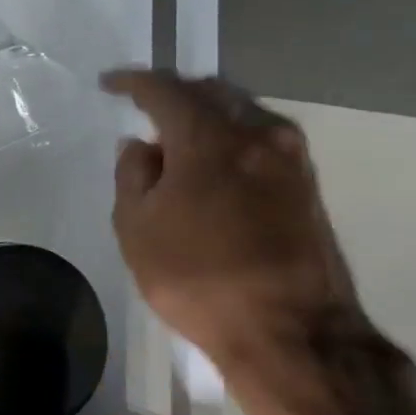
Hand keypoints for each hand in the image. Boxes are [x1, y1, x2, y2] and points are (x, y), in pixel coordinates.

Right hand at [101, 68, 361, 364]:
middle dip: (174, 92)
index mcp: (208, 137)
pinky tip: (214, 162)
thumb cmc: (197, 277)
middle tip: (144, 107)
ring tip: (178, 138)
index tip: (108, 84)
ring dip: (207, 115)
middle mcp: (256, 134)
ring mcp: (290, 160)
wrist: (291, 332)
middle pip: (210, 91)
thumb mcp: (136, 228)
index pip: (163, 89)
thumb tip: (141, 146)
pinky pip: (261, 139)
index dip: (131, 82)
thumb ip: (132, 175)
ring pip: (242, 112)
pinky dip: (231, 137)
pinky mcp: (307, 186)